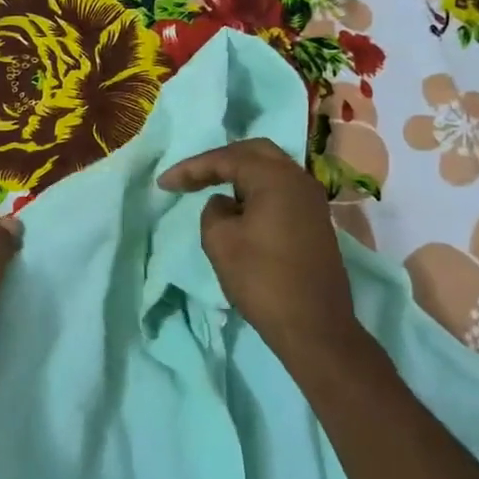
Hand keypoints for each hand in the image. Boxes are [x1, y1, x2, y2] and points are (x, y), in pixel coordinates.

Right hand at [158, 138, 363, 357]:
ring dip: (238, 175)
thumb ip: (214, 211)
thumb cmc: (261, 279)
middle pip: (254, 153)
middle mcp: (299, 180)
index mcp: (276, 178)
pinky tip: (237, 208)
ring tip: (209, 189)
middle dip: (218, 162)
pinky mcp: (315, 221)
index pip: (227, 158)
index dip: (192, 168)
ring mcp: (312, 201)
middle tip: (190, 177)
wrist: (313, 325)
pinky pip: (279, 191)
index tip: (164, 184)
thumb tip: (225, 204)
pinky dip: (254, 191)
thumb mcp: (220, 240)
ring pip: (270, 171)